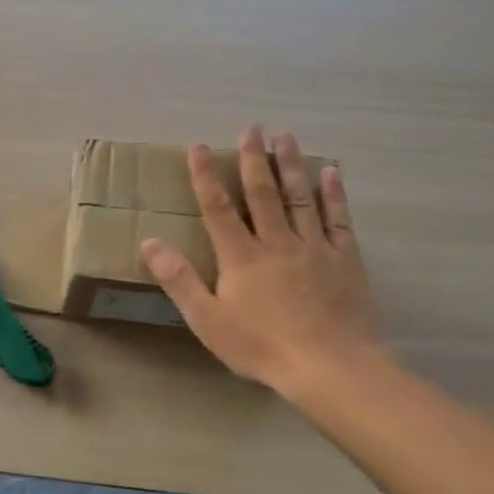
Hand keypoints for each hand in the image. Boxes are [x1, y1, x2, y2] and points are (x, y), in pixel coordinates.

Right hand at [142, 125, 385, 394]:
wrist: (331, 367)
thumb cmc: (261, 347)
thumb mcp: (207, 320)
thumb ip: (179, 279)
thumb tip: (149, 242)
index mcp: (241, 256)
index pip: (218, 208)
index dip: (206, 176)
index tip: (199, 146)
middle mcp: (277, 242)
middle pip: (262, 193)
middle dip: (253, 159)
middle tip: (251, 127)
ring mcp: (314, 248)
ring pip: (300, 198)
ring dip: (291, 165)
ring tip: (286, 136)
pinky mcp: (345, 260)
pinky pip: (338, 219)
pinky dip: (334, 194)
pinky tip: (331, 173)